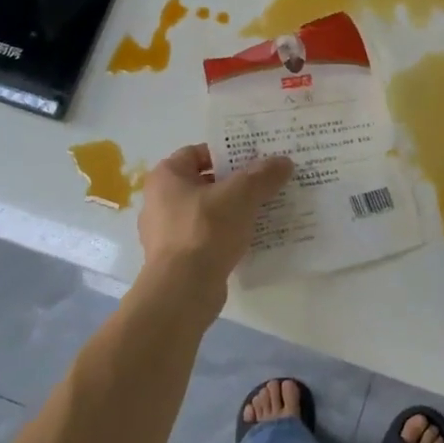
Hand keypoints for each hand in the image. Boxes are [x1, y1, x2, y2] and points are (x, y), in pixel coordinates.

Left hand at [137, 144, 292, 286]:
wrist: (183, 290)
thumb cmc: (205, 230)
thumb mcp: (241, 195)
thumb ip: (262, 175)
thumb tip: (283, 161)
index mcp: (166, 176)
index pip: (198, 152)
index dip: (228, 152)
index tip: (256, 160)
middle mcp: (160, 200)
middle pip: (205, 182)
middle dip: (236, 183)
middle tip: (267, 184)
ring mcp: (166, 232)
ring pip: (208, 211)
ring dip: (234, 211)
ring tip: (265, 211)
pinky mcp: (177, 258)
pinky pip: (207, 237)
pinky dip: (227, 235)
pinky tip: (252, 239)